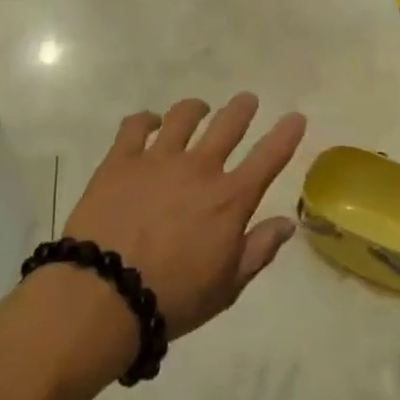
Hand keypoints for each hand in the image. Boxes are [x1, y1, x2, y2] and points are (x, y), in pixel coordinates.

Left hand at [64, 93, 307, 340]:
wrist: (103, 296)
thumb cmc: (173, 298)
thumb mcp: (227, 286)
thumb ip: (258, 250)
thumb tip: (286, 223)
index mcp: (230, 199)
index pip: (269, 157)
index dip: (286, 134)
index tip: (295, 117)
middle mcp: (199, 169)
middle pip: (228, 124)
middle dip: (242, 108)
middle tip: (247, 101)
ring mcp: (158, 160)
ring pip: (183, 116)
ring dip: (197, 109)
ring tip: (199, 109)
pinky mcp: (120, 161)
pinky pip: (135, 126)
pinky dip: (146, 119)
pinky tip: (150, 123)